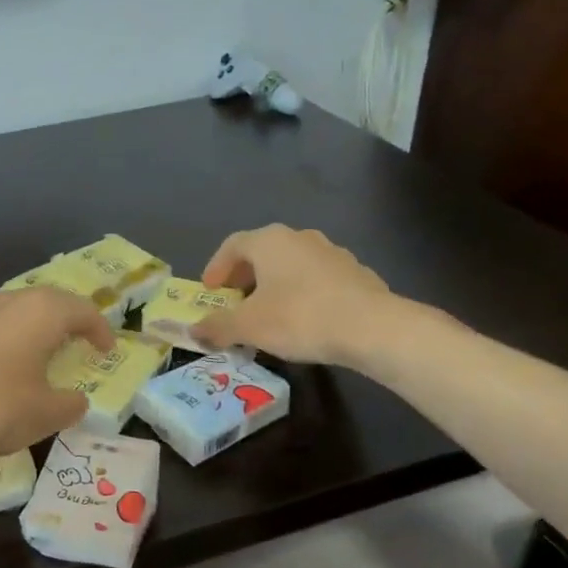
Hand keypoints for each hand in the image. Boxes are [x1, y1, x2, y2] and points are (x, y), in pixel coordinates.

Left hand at [0, 288, 113, 465]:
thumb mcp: (43, 415)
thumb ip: (68, 405)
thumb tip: (76, 400)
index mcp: (41, 313)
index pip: (82, 310)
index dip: (100, 329)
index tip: (107, 349)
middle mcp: (9, 301)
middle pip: (48, 301)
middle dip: (66, 319)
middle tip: (77, 340)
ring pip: (15, 310)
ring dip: (33, 327)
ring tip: (39, 351)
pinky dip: (4, 339)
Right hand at [192, 224, 400, 366]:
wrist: (373, 328)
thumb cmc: (299, 318)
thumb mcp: (249, 326)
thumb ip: (218, 327)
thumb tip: (193, 330)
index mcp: (270, 241)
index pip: (233, 245)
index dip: (216, 268)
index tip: (210, 291)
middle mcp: (300, 237)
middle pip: (263, 252)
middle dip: (245, 277)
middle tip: (235, 302)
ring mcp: (332, 252)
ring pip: (292, 265)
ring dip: (275, 284)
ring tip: (269, 313)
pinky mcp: (357, 273)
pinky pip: (318, 279)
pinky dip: (303, 293)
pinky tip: (304, 319)